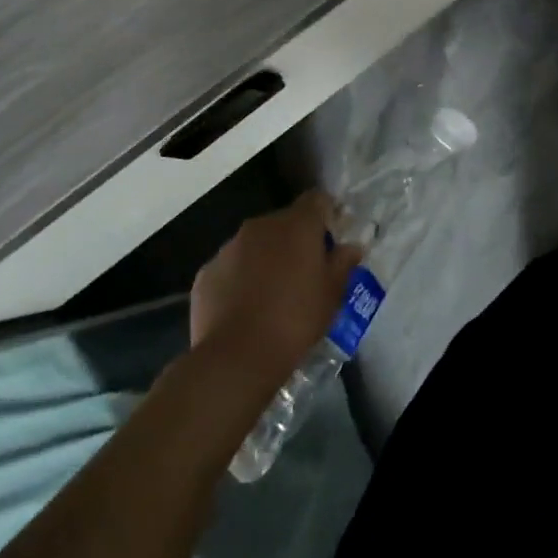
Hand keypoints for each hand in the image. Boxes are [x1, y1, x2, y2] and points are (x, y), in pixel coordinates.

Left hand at [190, 192, 362, 375]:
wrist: (236, 357)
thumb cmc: (296, 319)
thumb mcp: (332, 293)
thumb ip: (343, 263)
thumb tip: (351, 247)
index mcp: (297, 224)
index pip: (317, 200)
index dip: (328, 213)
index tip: (334, 237)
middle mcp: (261, 226)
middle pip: (285, 222)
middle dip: (296, 240)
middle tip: (306, 271)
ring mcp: (229, 248)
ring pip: (255, 244)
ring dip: (267, 258)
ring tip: (274, 293)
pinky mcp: (206, 273)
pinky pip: (231, 267)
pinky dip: (241, 278)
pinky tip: (246, 307)